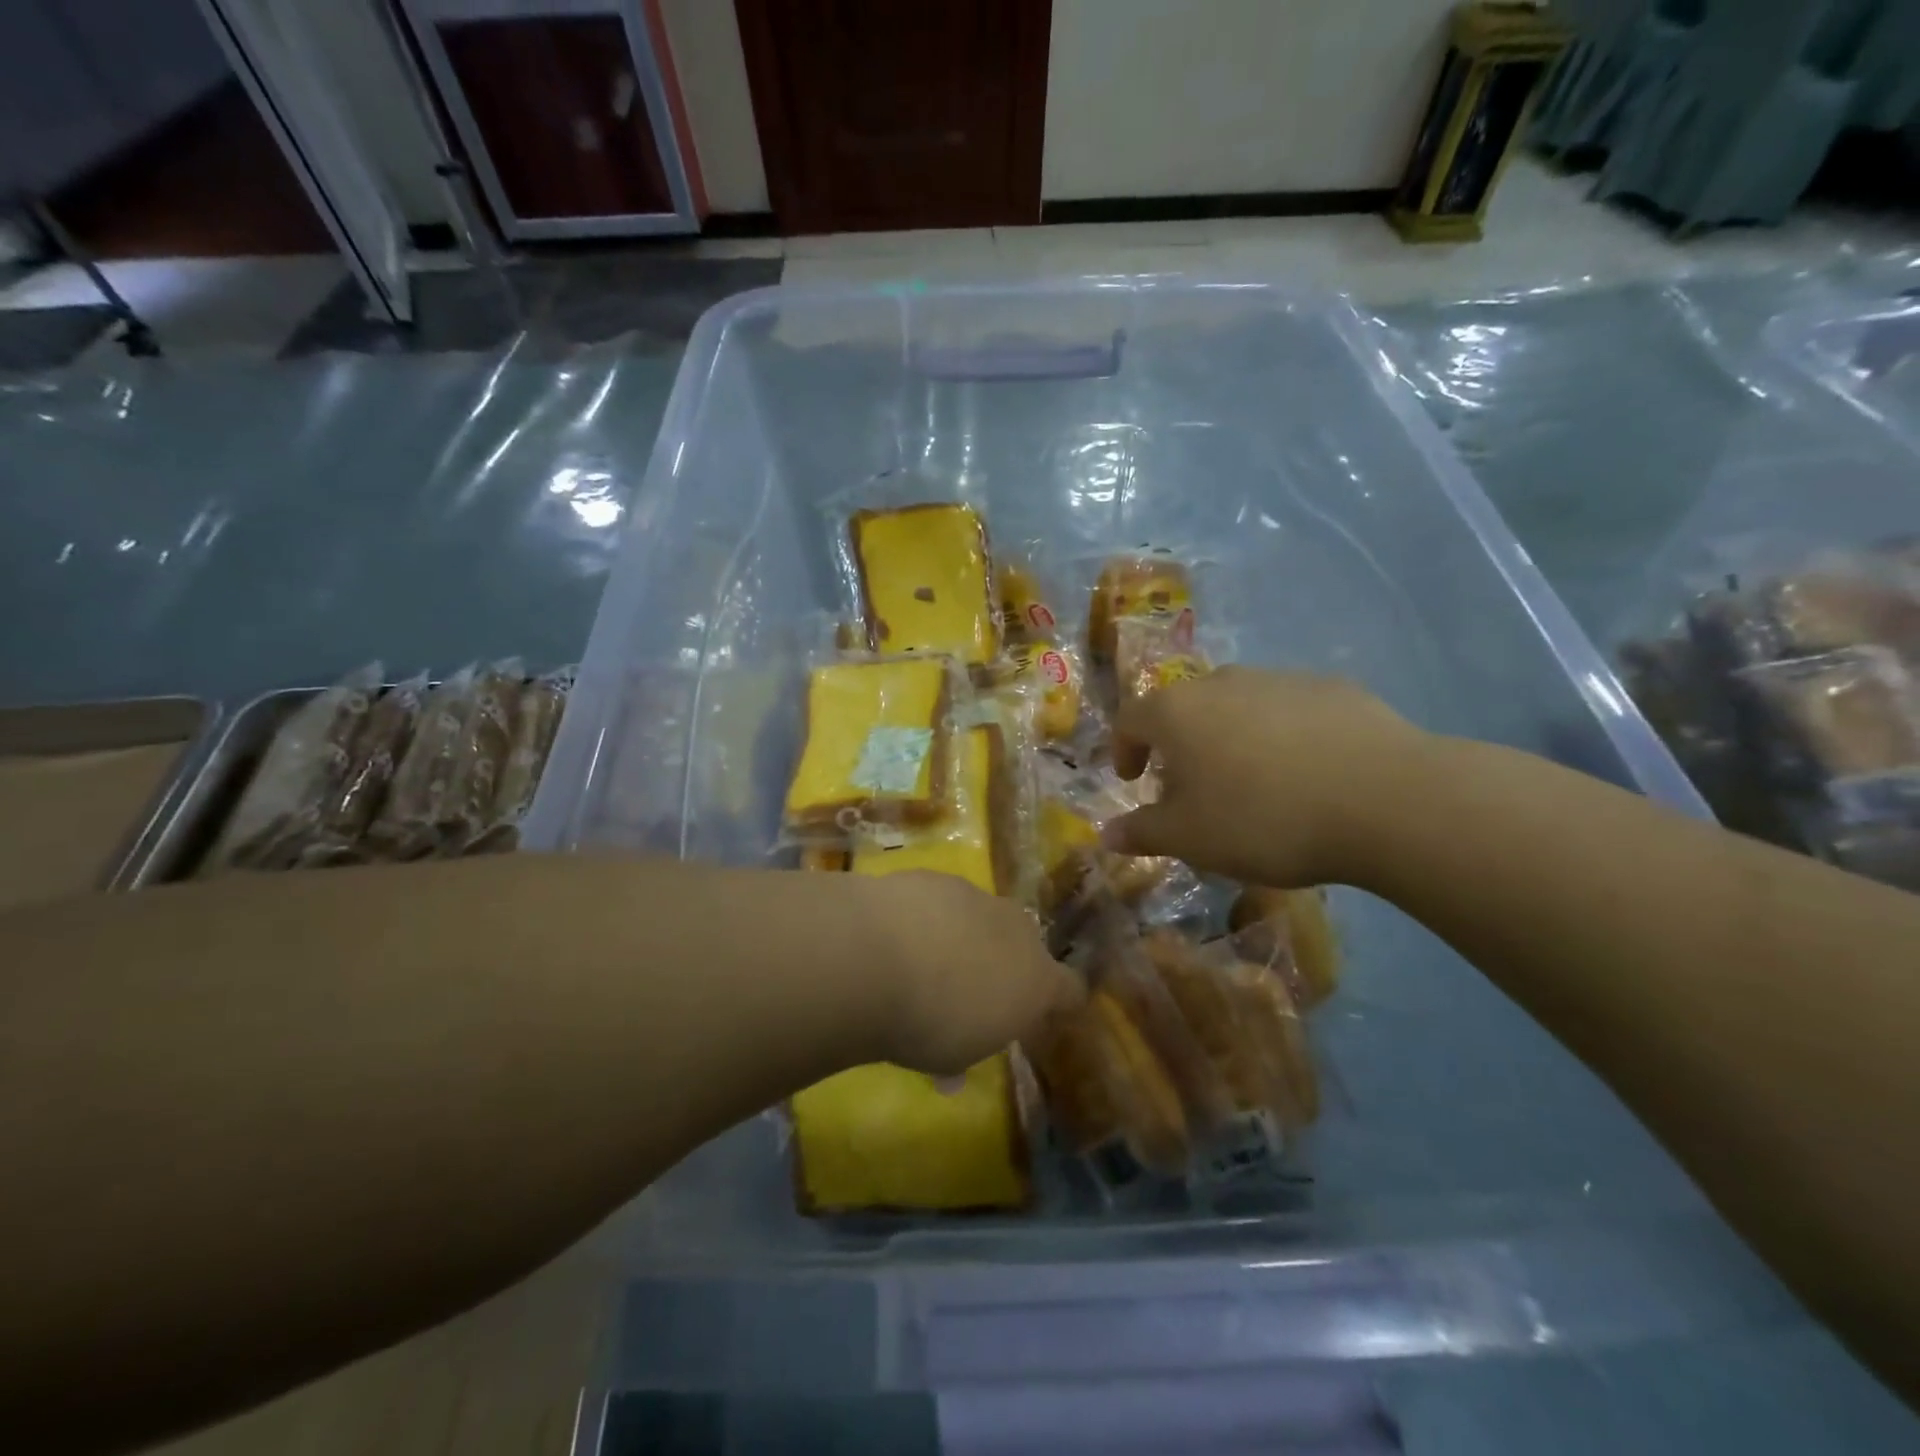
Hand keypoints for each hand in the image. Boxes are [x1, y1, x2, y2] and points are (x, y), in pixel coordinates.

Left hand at [861, 871, 1083, 1075]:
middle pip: (1024, 944)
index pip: (1069, 989)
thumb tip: (953, 1074)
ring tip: (923, 960)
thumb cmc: (927, 1022)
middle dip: (1004, 962)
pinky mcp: (935, 876)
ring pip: (980, 916)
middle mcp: (1016, 930)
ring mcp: (975, 896)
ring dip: (962, 935)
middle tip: (969, 988)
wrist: (875, 956)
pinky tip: (895, 934)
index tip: (1037, 1017)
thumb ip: (963, 1054)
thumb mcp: (951, 1058)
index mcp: (1036, 981)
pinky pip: (940, 900)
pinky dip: (926, 915)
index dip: (1057, 1003)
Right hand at [1105, 668, 1431, 887]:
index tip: (1133, 779)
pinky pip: (1287, 710)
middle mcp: (1222, 681)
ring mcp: (1280, 678)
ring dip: (1229, 737)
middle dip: (1177, 746)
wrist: (1384, 798)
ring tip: (1251, 783)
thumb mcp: (1191, 838)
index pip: (1131, 719)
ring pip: (1237, 705)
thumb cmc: (1263, 818)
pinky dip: (1279, 735)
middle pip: (1184, 708)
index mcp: (1177, 711)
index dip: (1124, 749)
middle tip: (1191, 787)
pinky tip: (1305, 773)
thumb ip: (1142, 832)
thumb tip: (1106, 834)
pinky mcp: (1331, 687)